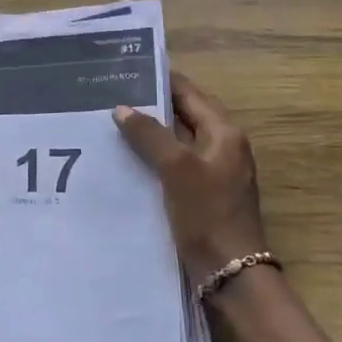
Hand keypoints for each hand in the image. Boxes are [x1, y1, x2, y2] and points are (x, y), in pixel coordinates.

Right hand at [113, 72, 268, 285]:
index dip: (160, 80)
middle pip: (184, 115)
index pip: (189, 93)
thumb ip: (150, 135)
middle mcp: (222, 146)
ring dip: (150, 132)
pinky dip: (154, 156)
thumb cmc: (207, 213)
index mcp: (224, 133)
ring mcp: (214, 171)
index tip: (126, 70)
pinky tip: (126, 159)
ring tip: (112, 123)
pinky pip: (175, 163)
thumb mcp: (175, 168)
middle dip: (151, 105)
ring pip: (177, 140)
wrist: (229, 271)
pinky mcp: (203, 193)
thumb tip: (122, 108)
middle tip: (112, 96)